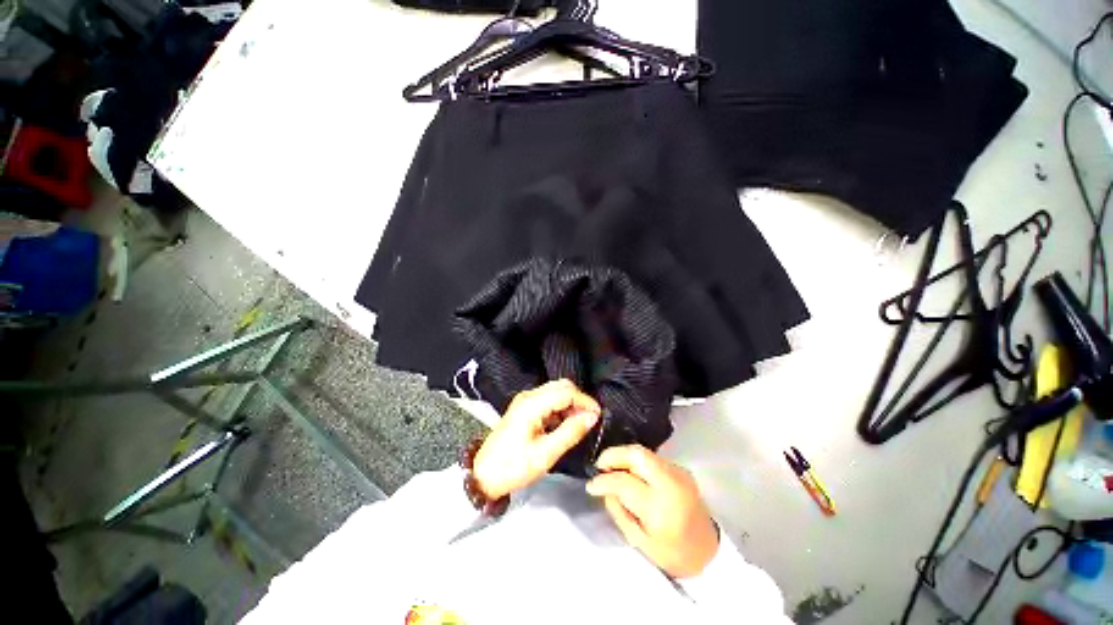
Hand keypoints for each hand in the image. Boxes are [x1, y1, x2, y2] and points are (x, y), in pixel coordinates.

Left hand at [472, 380, 601, 499]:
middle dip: (579, 400)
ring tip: (579, 424)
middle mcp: (529, 396)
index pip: (566, 392)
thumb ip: (570, 432)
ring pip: (556, 391)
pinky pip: (548, 399)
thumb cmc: (514, 467)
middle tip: (589, 420)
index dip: (585, 401)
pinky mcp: (524, 407)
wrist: (483, 475)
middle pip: (561, 386)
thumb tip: (592, 417)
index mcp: (532, 404)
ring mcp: (525, 400)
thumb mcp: (545, 454)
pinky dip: (560, 408)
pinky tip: (564, 425)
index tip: (598, 416)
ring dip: (570, 404)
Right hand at [586, 445, 719, 578]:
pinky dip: (636, 462)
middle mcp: (671, 483)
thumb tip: (604, 487)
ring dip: (624, 457)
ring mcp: (678, 472)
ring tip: (612, 469)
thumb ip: (619, 510)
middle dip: (613, 455)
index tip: (591, 484)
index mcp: (661, 508)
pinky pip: (652, 458)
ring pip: (643, 452)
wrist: (709, 550)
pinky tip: (630, 473)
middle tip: (600, 465)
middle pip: (637, 454)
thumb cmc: (672, 553)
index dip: (603, 481)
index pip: (624, 482)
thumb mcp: (639, 541)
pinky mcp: (680, 468)